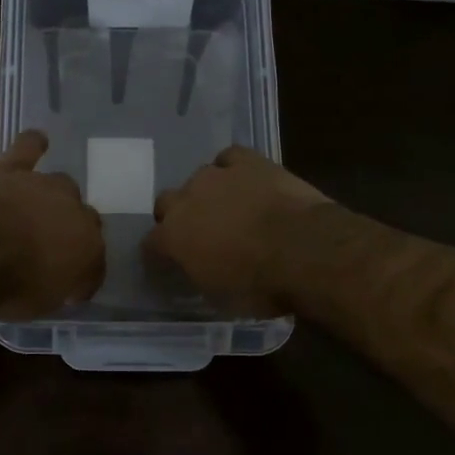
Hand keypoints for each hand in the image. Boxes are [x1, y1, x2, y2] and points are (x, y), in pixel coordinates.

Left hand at [0, 129, 104, 319]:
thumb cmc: (8, 284)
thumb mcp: (38, 304)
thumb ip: (55, 289)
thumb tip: (60, 284)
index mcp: (89, 249)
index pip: (95, 263)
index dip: (82, 276)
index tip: (69, 289)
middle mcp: (76, 211)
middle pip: (84, 219)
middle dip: (72, 232)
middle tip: (50, 247)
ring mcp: (44, 185)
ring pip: (62, 185)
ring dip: (53, 198)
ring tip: (38, 209)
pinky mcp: (13, 167)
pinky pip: (29, 148)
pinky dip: (33, 145)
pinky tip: (37, 142)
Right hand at [145, 146, 331, 314]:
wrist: (303, 249)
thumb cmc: (259, 285)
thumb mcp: (219, 296)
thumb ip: (199, 274)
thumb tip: (200, 268)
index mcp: (172, 237)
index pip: (151, 243)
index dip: (160, 252)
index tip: (170, 261)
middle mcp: (186, 200)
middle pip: (167, 202)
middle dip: (178, 216)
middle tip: (200, 233)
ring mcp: (216, 176)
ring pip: (199, 178)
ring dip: (208, 193)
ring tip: (230, 207)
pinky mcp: (247, 161)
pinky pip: (230, 158)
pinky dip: (234, 168)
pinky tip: (246, 181)